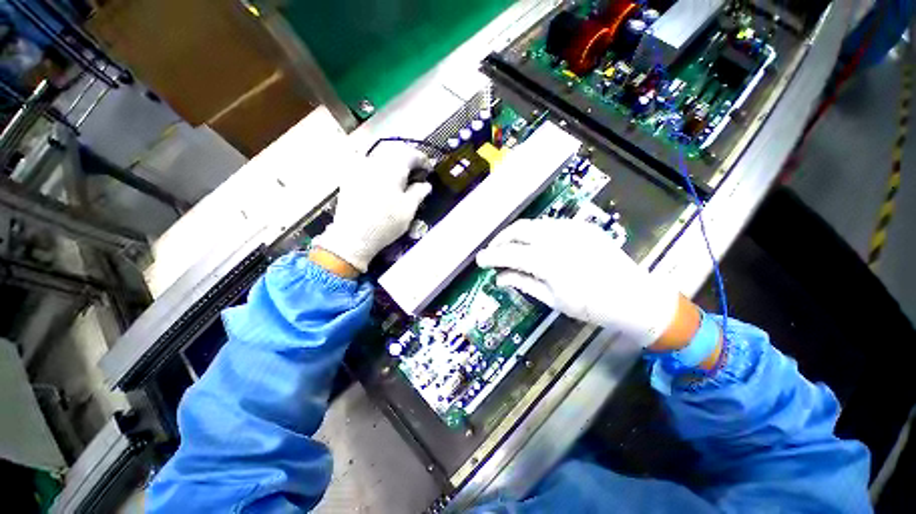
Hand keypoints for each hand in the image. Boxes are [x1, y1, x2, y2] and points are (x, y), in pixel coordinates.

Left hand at [313, 145, 432, 272]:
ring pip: (380, 155)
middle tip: (417, 170)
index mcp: (392, 168)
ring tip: (401, 174)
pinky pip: (367, 163)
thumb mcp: (408, 209)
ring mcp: (359, 168)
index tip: (429, 169)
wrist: (353, 236)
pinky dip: (379, 166)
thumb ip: (419, 192)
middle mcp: (375, 162)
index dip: (422, 160)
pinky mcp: (350, 176)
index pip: (410, 154)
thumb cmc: (386, 223)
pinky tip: (383, 177)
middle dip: (408, 158)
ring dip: (394, 160)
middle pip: (394, 150)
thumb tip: (426, 184)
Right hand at [476, 218, 681, 347]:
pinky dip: (535, 232)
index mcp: (548, 261)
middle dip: (501, 239)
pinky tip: (534, 243)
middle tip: (493, 250)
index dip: (491, 256)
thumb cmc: (590, 306)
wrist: (633, 296)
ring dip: (516, 234)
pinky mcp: (581, 226)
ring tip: (510, 246)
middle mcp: (556, 238)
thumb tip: (499, 277)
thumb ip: (522, 283)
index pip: (509, 254)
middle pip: (518, 230)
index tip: (479, 260)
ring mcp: (571, 228)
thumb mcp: (552, 299)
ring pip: (532, 223)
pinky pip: (549, 224)